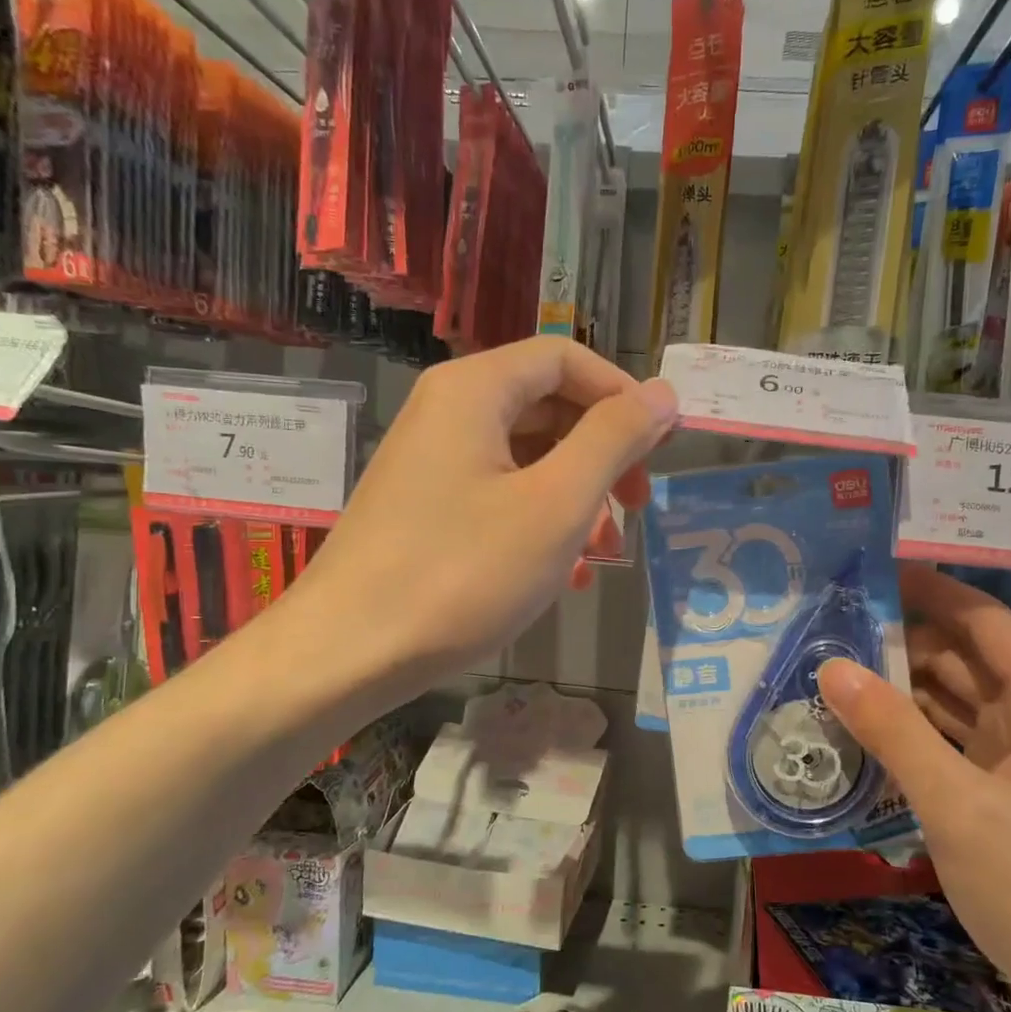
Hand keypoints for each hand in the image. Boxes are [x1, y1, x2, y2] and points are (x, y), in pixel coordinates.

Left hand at [293, 337, 676, 692]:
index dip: (622, 395)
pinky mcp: (424, 510)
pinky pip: (498, 496)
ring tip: (600, 555)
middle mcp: (447, 413)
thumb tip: (662, 393)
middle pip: (547, 407)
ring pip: (527, 459)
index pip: (565, 358)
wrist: (348, 653)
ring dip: (577, 498)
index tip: (660, 448)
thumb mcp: (556, 504)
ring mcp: (432, 464)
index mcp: (474, 390)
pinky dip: (539, 524)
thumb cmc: (462, 572)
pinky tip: (561, 575)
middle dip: (603, 455)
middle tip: (635, 508)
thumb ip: (614, 440)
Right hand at [818, 565, 1010, 1011]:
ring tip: (833, 675)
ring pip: (954, 703)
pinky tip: (864, 736)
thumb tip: (832, 667)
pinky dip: (912, 735)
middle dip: (902, 641)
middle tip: (830, 630)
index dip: (931, 590)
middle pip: (964, 658)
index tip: (870, 573)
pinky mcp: (1008, 797)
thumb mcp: (956, 805)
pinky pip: (952, 745)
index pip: (983, 619)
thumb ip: (893, 732)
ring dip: (901, 690)